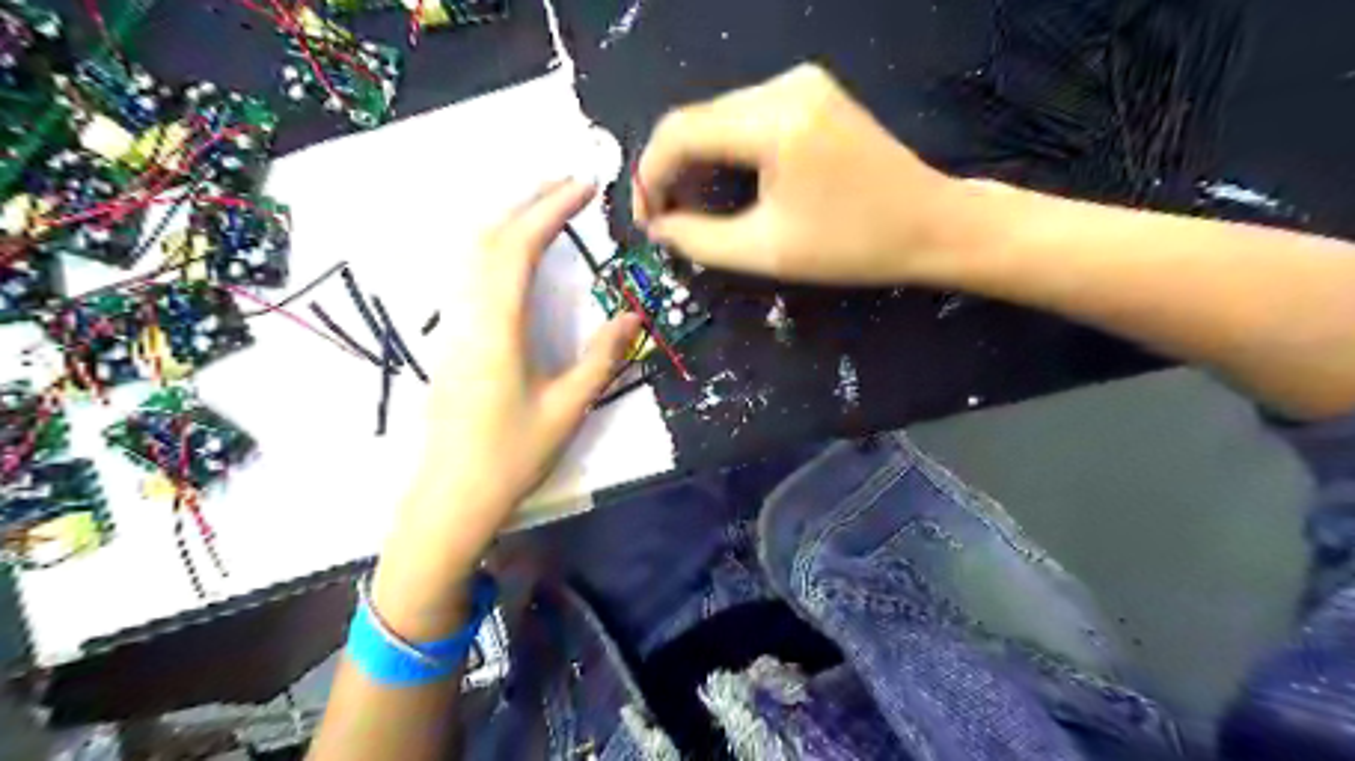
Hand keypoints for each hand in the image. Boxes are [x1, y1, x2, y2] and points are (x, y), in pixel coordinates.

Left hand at [372, 177, 641, 636]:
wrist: (450, 499)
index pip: (520, 248)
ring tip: (547, 207)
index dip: (552, 210)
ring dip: (509, 220)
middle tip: (569, 183)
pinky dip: (495, 247)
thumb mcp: (568, 409)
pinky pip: (469, 276)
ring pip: (472, 254)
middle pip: (489, 238)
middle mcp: (469, 317)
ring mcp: (454, 328)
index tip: (585, 186)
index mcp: (499, 329)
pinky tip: (515, 255)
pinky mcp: (452, 342)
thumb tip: (632, 317)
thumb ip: (601, 359)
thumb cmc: (511, 458)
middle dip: (529, 201)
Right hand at [635, 61, 960, 284]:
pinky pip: (746, 117)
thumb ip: (698, 239)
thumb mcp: (766, 251)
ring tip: (689, 207)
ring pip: (718, 117)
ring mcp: (801, 83)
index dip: (649, 176)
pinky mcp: (811, 93)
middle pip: (697, 119)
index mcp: (775, 121)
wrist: (930, 224)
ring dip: (696, 160)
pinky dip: (725, 150)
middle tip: (664, 219)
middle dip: (670, 169)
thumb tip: (658, 227)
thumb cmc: (852, 246)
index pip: (680, 132)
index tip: (645, 220)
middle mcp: (784, 85)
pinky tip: (723, 182)